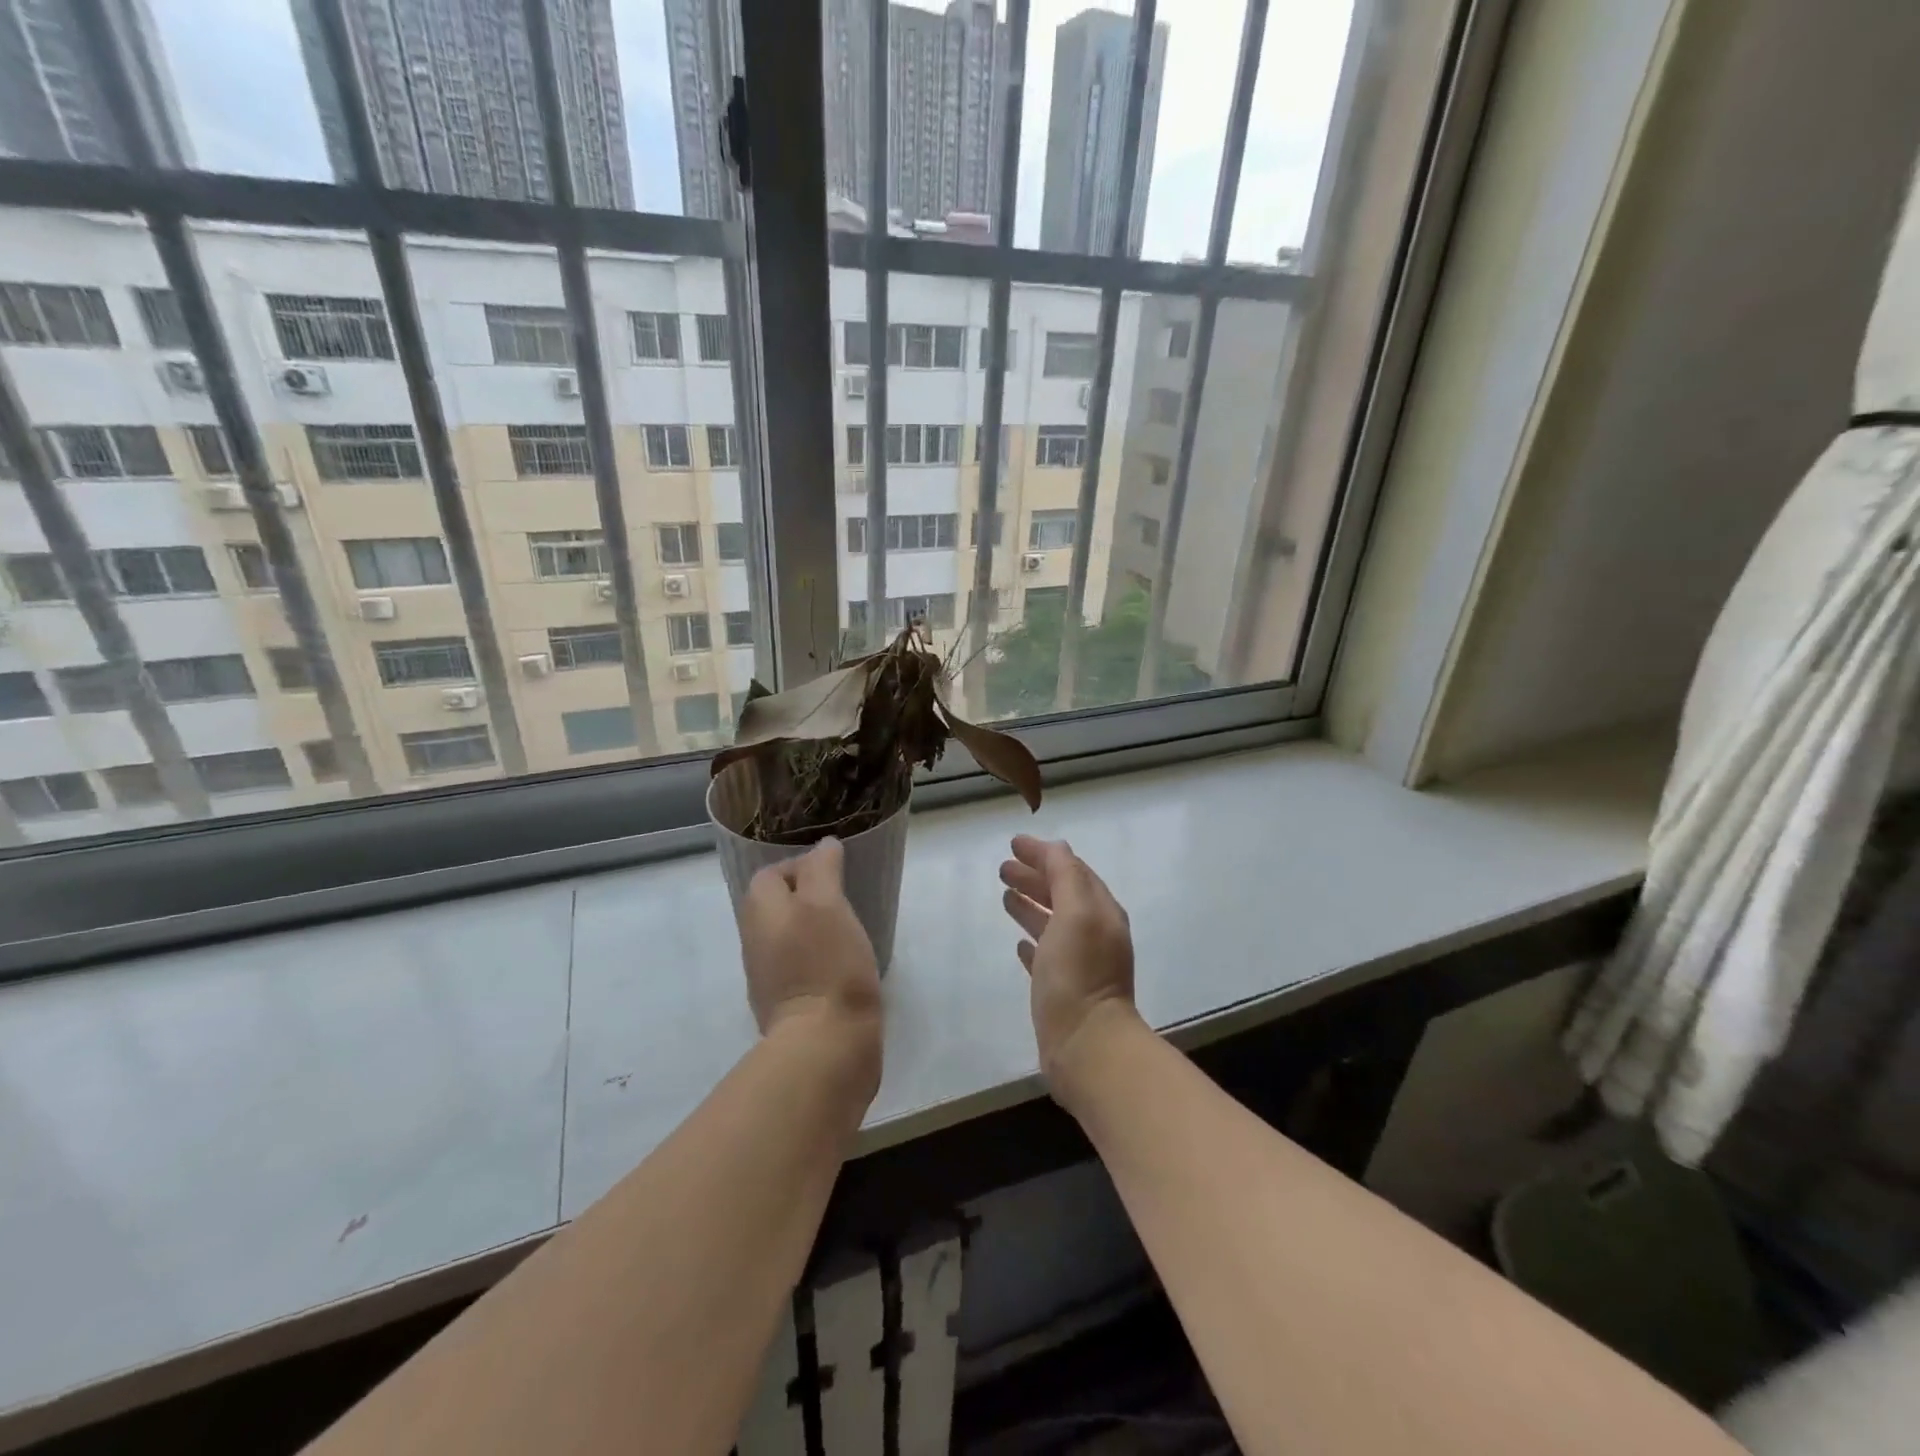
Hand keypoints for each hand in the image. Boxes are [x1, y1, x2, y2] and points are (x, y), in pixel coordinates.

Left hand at [740, 840, 882, 1070]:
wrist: (824, 1045)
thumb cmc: (827, 964)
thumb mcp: (827, 903)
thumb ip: (822, 869)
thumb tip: (824, 847)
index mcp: (760, 911)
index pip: (771, 873)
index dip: (802, 865)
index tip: (836, 872)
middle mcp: (754, 940)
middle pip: (776, 904)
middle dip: (808, 895)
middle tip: (845, 898)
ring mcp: (767, 976)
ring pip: (787, 935)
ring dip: (813, 926)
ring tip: (848, 927)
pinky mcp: (786, 1004)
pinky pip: (798, 964)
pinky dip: (817, 956)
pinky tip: (843, 962)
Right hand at [999, 835, 1141, 1104]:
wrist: (1087, 1047)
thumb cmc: (1078, 974)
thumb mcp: (1075, 913)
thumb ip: (1066, 876)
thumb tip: (1056, 848)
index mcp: (1100, 912)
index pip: (1072, 870)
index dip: (1044, 855)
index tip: (1014, 844)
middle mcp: (1094, 933)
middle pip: (1061, 895)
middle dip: (1035, 877)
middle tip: (1002, 868)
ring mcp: (1080, 963)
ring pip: (1053, 924)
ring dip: (1030, 905)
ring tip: (1005, 895)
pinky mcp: (1064, 991)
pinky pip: (1047, 956)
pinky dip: (1033, 942)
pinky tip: (1017, 944)